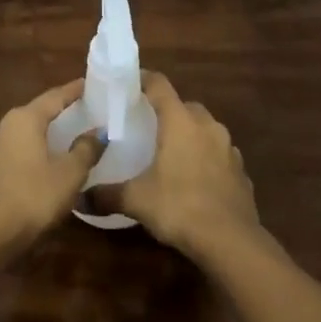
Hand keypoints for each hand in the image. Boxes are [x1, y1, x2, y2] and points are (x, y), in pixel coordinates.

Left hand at [0, 80, 101, 244]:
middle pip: (39, 110)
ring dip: (47, 130)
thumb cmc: (33, 196)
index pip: (55, 96)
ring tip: (70, 132)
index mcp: (25, 118)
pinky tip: (47, 158)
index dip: (75, 90)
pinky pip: (18, 148)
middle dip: (61, 109)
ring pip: (27, 130)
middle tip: (86, 108)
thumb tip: (99, 131)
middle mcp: (5, 124)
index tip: (91, 84)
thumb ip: (86, 149)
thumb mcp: (69, 174)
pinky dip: (36, 147)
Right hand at [94, 72, 257, 258]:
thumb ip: (107, 195)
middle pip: (185, 106)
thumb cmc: (180, 207)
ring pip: (205, 129)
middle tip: (147, 124)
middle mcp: (207, 126)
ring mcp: (229, 148)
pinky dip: (206, 159)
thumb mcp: (136, 200)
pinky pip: (219, 155)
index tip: (128, 83)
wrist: (232, 241)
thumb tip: (79, 199)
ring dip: (190, 135)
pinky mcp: (241, 171)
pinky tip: (195, 180)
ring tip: (170, 153)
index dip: (144, 79)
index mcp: (180, 121)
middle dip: (167, 111)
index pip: (160, 85)